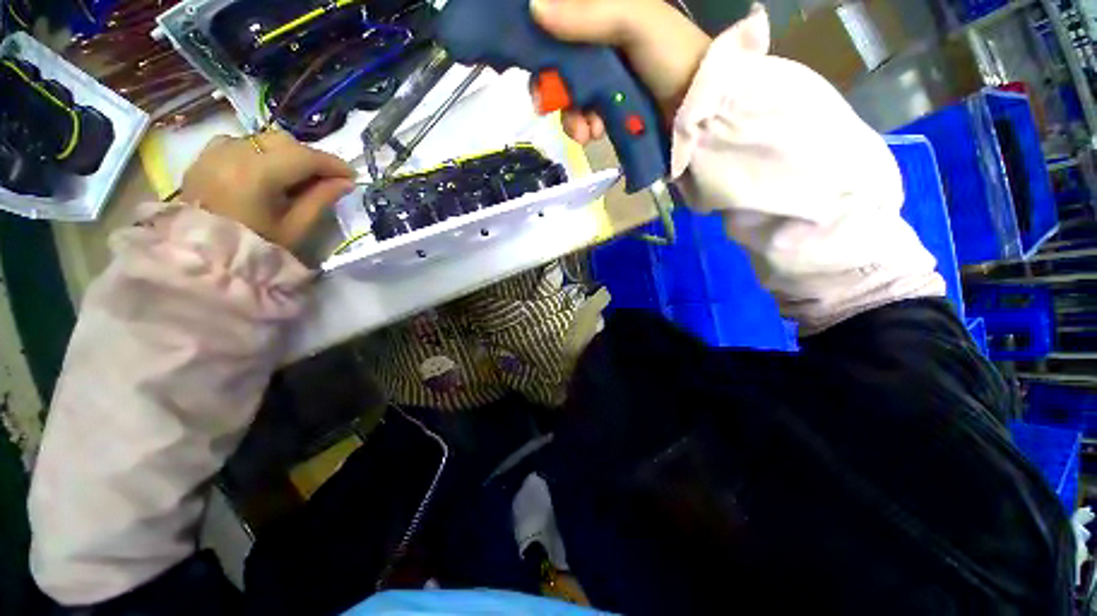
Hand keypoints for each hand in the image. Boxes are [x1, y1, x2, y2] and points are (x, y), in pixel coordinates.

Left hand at [179, 131, 354, 247]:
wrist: (204, 259)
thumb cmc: (256, 248)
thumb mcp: (295, 229)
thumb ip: (321, 200)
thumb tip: (346, 182)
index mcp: (254, 174)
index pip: (303, 156)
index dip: (332, 164)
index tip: (352, 176)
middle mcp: (232, 153)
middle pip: (282, 141)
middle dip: (310, 157)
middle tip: (327, 178)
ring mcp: (213, 153)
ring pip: (262, 139)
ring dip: (286, 154)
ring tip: (297, 177)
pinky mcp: (203, 158)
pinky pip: (239, 142)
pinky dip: (260, 152)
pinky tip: (266, 171)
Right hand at [529, 0, 710, 142]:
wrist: (696, 107)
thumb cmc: (670, 55)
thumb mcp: (633, 22)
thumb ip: (588, 15)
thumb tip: (534, 9)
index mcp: (603, 15)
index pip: (558, 21)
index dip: (539, 41)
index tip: (532, 63)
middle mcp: (599, 45)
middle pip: (557, 65)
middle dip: (551, 90)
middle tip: (546, 106)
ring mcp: (604, 79)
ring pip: (568, 96)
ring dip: (570, 117)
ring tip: (585, 132)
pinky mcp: (608, 107)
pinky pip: (583, 117)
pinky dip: (583, 128)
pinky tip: (593, 134)